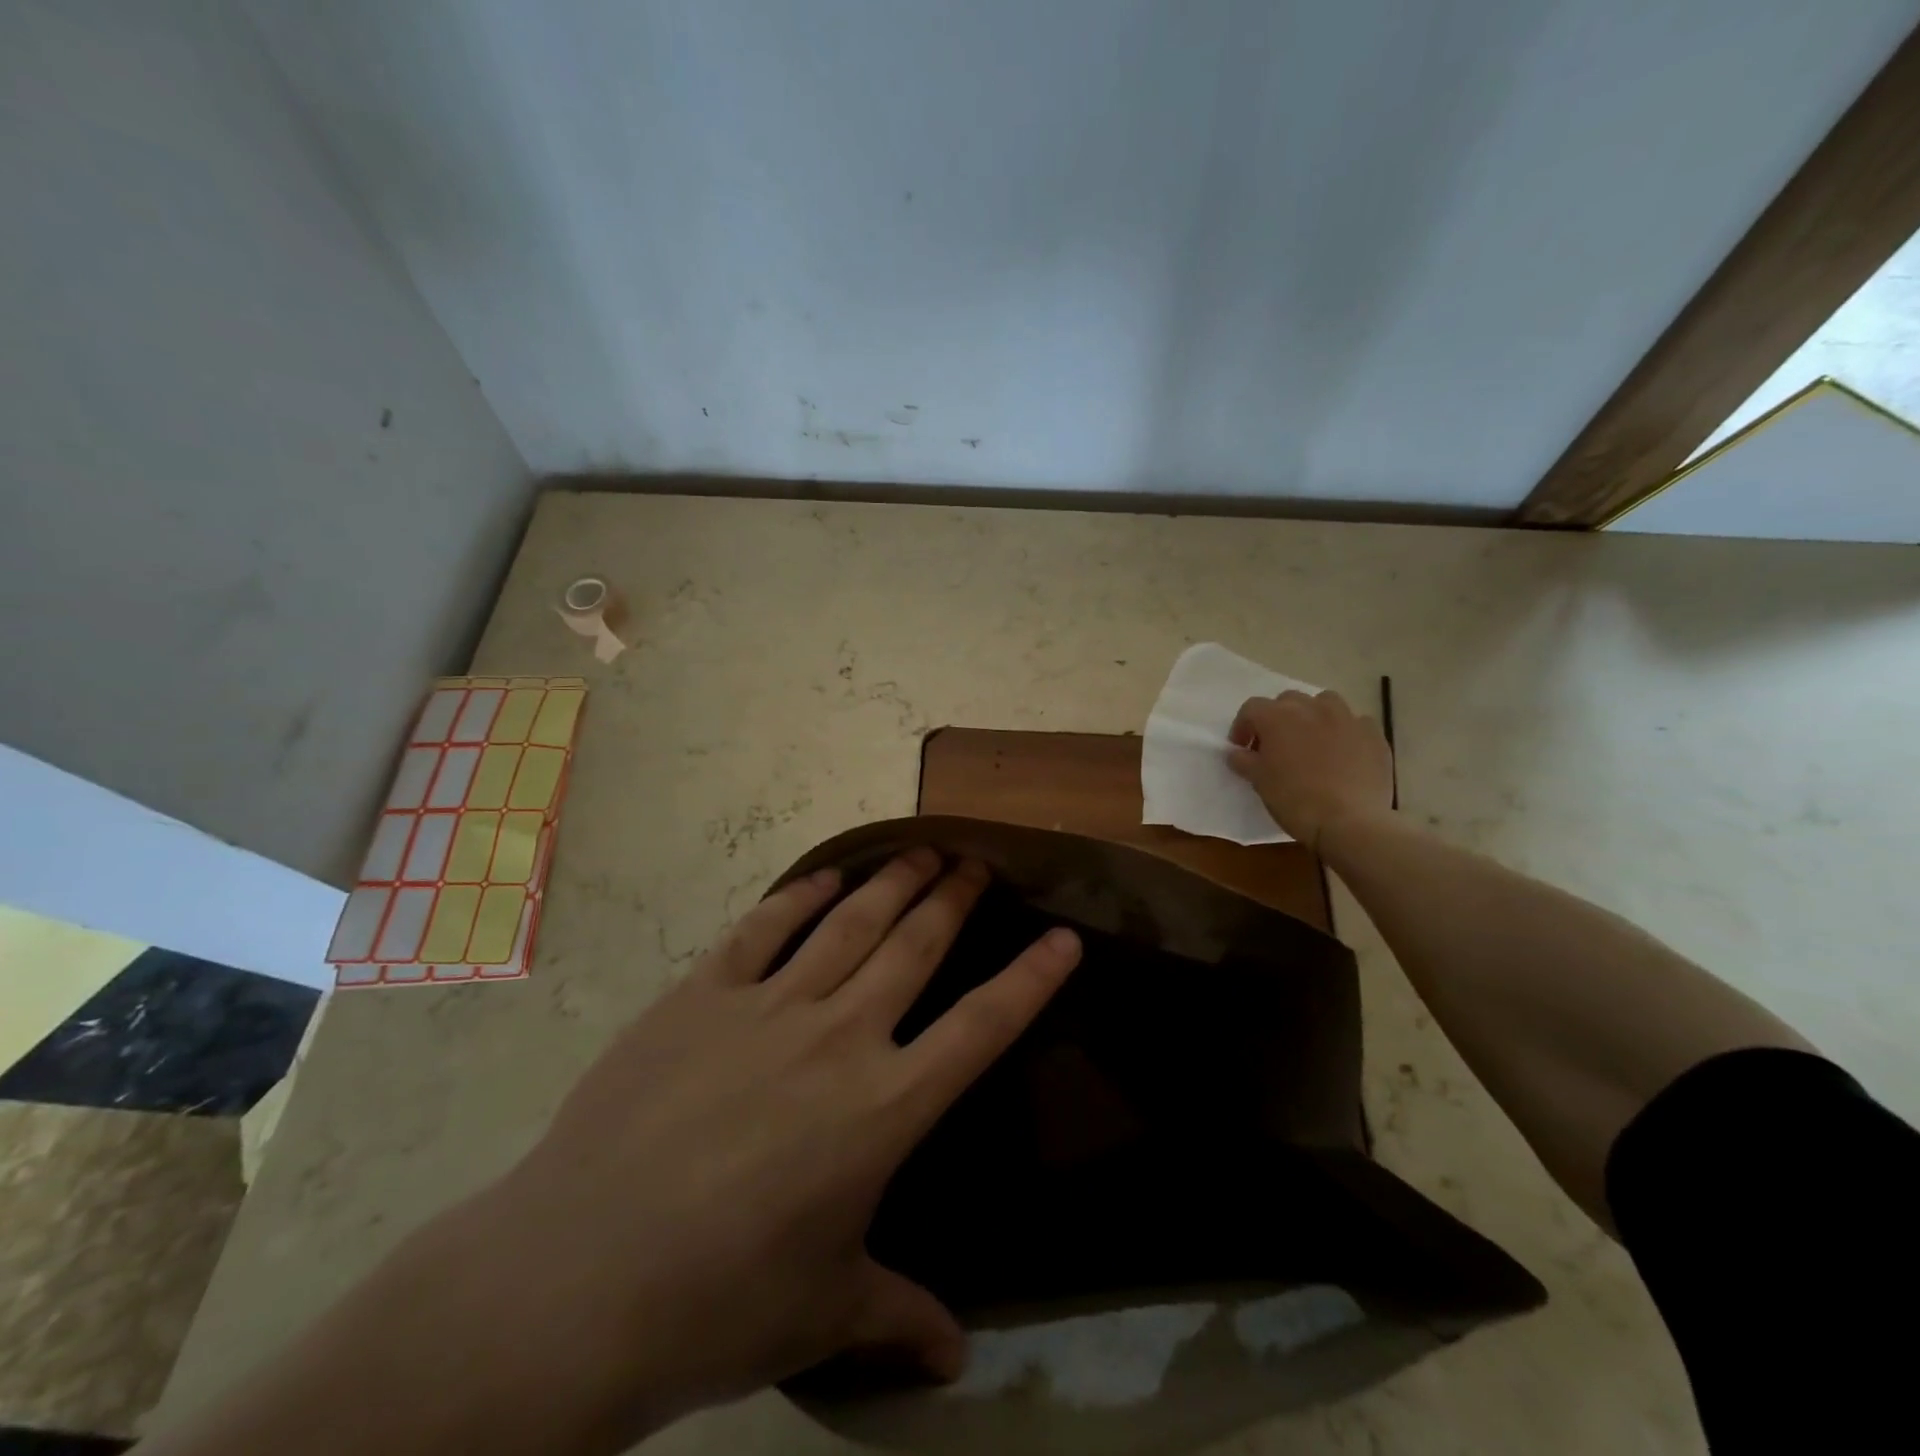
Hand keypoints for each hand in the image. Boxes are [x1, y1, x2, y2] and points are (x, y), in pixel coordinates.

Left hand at [476, 849, 1081, 1443]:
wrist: (576, 1280)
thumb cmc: (717, 1306)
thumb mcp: (825, 1312)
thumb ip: (898, 1316)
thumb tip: (956, 1362)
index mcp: (883, 1109)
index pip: (982, 1027)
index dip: (1031, 979)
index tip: (1063, 937)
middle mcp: (838, 1037)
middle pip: (915, 947)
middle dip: (955, 899)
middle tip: (978, 862)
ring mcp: (767, 1006)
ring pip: (850, 922)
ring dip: (893, 881)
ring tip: (923, 851)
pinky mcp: (702, 993)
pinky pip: (764, 927)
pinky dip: (800, 895)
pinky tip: (826, 876)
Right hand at [1228, 689, 1393, 850]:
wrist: (1350, 822)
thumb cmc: (1295, 799)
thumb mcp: (1259, 782)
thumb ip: (1244, 761)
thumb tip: (1236, 753)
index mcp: (1278, 717)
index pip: (1252, 708)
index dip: (1243, 726)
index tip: (1242, 748)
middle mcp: (1312, 708)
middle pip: (1288, 700)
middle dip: (1278, 718)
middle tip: (1275, 745)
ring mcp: (1346, 718)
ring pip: (1325, 703)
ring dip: (1313, 716)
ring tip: (1311, 741)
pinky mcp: (1373, 734)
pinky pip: (1355, 723)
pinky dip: (1344, 731)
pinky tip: (1343, 752)